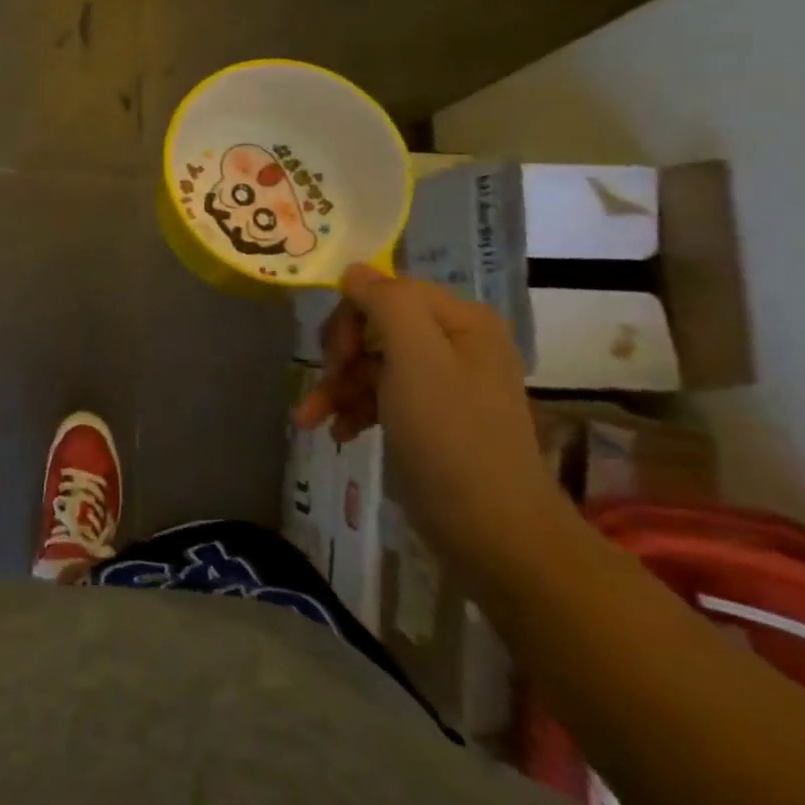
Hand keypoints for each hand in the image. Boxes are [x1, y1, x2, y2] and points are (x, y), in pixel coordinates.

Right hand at [293, 264, 569, 581]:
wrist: (494, 533)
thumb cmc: (450, 437)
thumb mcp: (416, 358)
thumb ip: (386, 302)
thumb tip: (354, 271)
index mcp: (460, 320)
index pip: (385, 290)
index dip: (350, 317)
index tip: (334, 357)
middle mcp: (456, 342)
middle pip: (373, 326)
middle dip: (340, 356)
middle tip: (326, 385)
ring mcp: (444, 382)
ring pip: (370, 363)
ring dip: (336, 386)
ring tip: (310, 419)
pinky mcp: (431, 417)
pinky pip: (380, 395)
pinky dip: (352, 408)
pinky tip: (337, 432)